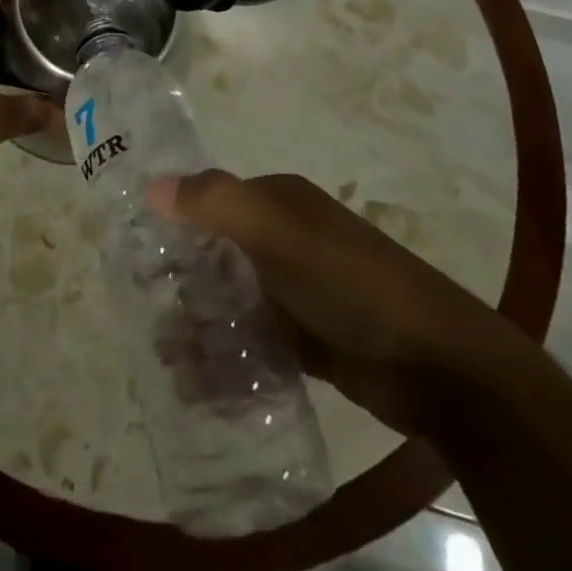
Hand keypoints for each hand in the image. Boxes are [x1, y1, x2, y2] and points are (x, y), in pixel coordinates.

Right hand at [150, 170, 530, 433]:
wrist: (441, 366)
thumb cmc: (350, 283)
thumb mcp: (278, 234)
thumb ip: (215, 203)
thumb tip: (150, 185)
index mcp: (278, 201)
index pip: (207, 201)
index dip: (170, 222)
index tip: (130, 255)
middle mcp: (285, 237)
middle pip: (215, 252)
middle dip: (180, 282)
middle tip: (143, 316)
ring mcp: (299, 289)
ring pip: (232, 299)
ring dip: (201, 325)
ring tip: (168, 360)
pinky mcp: (311, 338)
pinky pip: (256, 340)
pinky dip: (231, 356)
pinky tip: (204, 385)